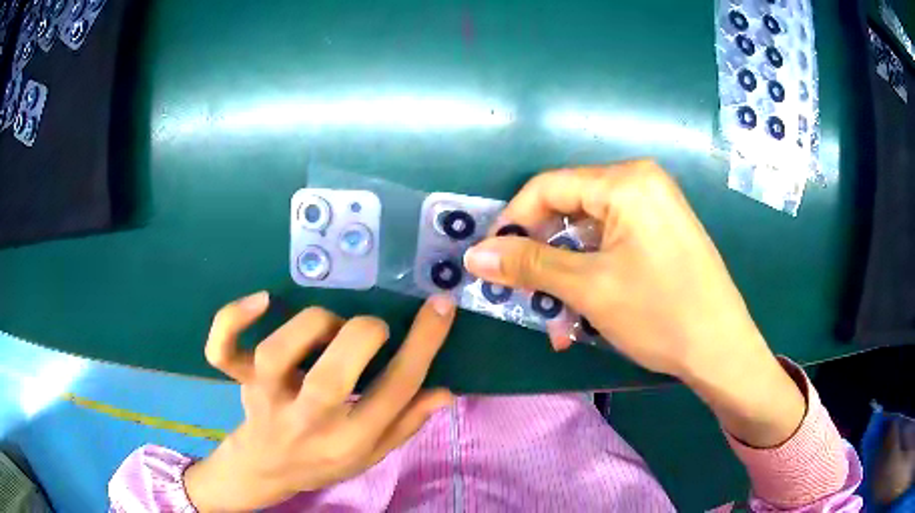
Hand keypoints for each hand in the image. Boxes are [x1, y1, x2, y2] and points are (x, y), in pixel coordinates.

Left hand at [184, 292, 455, 511]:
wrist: (267, 468)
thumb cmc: (324, 461)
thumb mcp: (372, 454)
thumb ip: (406, 423)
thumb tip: (444, 391)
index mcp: (351, 440)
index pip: (396, 391)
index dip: (424, 343)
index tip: (440, 305)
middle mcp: (308, 421)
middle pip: (331, 376)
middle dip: (363, 336)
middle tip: (374, 328)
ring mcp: (268, 399)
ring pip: (277, 355)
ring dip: (311, 325)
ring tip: (329, 325)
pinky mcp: (241, 381)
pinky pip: (223, 351)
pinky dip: (232, 320)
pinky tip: (262, 300)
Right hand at [464, 161, 804, 446]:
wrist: (723, 350)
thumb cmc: (660, 314)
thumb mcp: (589, 288)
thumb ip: (528, 266)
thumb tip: (474, 256)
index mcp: (626, 181)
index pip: (547, 187)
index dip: (512, 222)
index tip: (489, 260)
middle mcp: (641, 183)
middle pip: (568, 210)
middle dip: (541, 257)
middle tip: (522, 296)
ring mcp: (655, 208)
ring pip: (589, 235)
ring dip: (566, 277)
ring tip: (557, 321)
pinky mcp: (661, 233)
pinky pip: (612, 246)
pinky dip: (592, 276)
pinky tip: (584, 314)